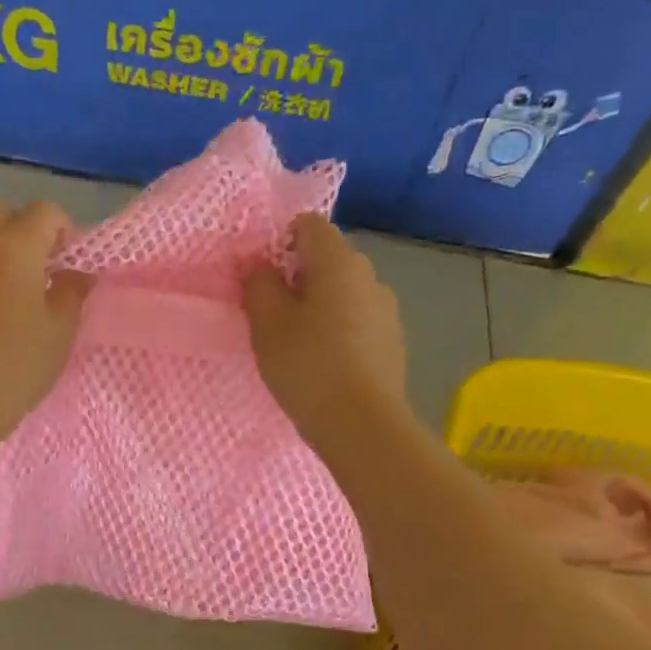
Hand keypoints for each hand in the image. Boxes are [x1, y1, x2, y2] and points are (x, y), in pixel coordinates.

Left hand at [0, 199, 90, 460]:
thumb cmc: (11, 369)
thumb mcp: (58, 334)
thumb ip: (72, 293)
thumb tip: (76, 272)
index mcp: (13, 248)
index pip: (44, 211)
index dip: (64, 230)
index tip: (70, 265)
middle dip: (23, 230)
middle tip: (40, 272)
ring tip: (12, 301)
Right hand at [244, 214, 407, 452]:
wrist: (361, 424)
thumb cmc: (307, 366)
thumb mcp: (267, 324)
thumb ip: (258, 284)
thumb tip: (259, 264)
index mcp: (338, 262)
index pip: (309, 225)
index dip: (280, 241)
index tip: (261, 277)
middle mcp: (369, 276)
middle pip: (327, 259)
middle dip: (297, 277)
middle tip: (271, 315)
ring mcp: (386, 309)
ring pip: (343, 292)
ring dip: (318, 306)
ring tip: (296, 344)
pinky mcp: (392, 340)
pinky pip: (357, 320)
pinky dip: (338, 329)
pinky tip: (323, 363)